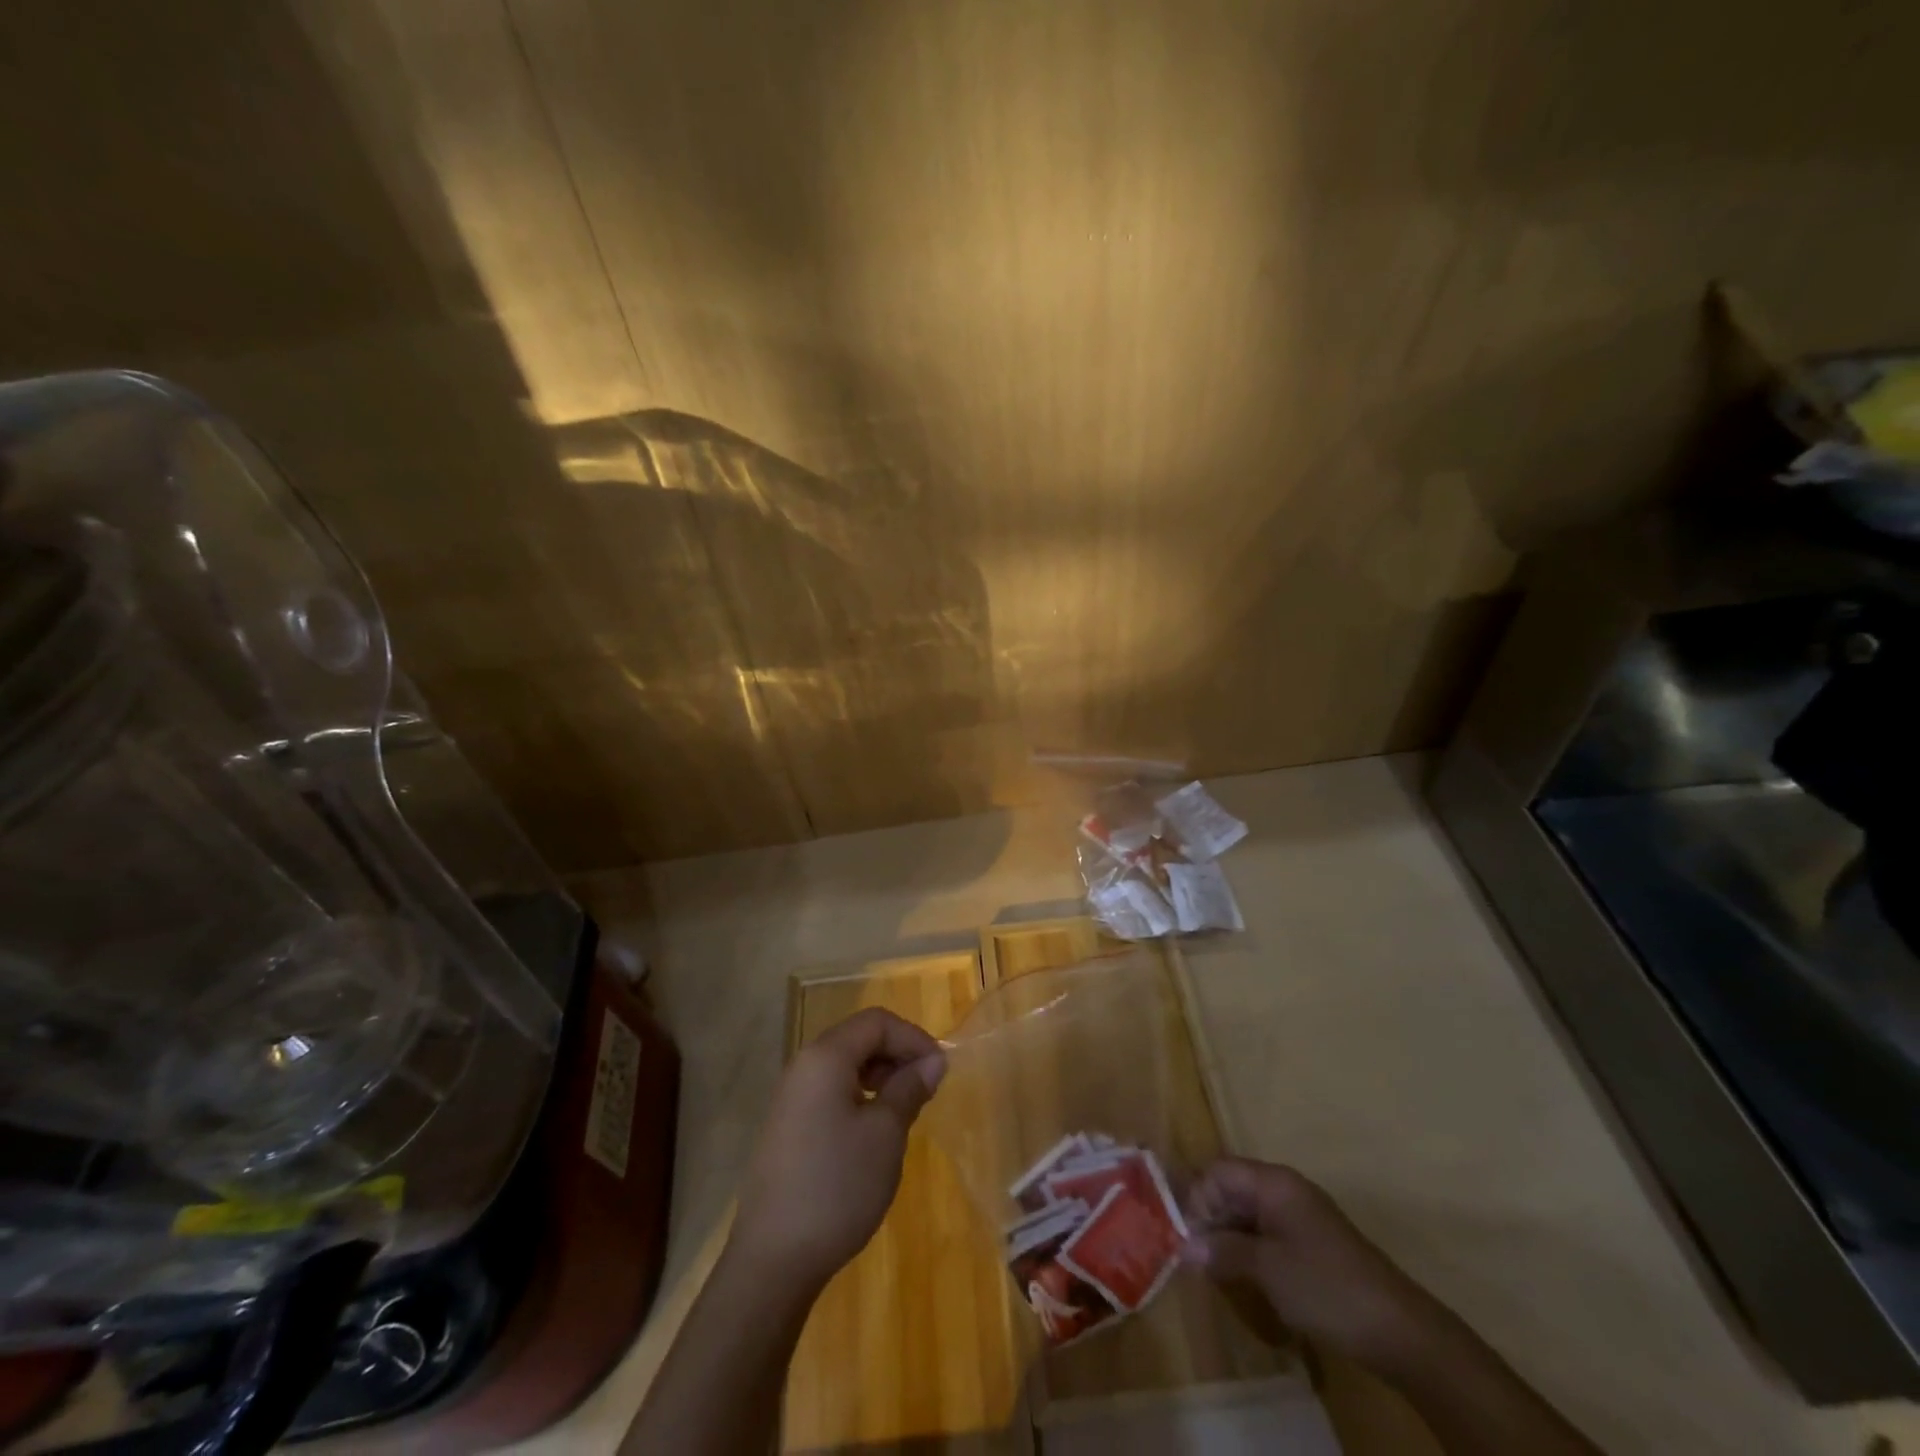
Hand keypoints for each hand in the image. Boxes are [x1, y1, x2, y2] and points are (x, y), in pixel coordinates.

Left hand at [731, 1008, 945, 1291]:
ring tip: (904, 1111)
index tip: (940, 1070)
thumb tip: (933, 1061)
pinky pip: (830, 1092)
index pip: (876, 1022)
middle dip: (897, 1055)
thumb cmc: (837, 1186)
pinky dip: (859, 1097)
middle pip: (858, 1039)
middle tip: (926, 1090)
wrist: (773, 1260)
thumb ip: (909, 1089)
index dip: (913, 1037)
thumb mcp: (885, 1134)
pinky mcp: (787, 1127)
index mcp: (825, 1058)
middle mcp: (802, 1067)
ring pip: (844, 1066)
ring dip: (880, 1077)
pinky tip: (874, 1132)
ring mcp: (790, 1098)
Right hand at [1184, 1158, 1437, 1370]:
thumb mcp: (1267, 1269)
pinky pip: (1266, 1231)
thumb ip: (1223, 1251)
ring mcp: (1300, 1215)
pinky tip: (1242, 1275)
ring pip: (1247, 1212)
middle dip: (1208, 1217)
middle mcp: (1284, 1188)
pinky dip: (1248, 1247)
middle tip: (1192, 1254)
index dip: (1197, 1198)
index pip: (1219, 1171)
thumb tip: (1185, 1247)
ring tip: (1212, 1268)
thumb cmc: (1326, 1287)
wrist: (1399, 1330)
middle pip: (1231, 1188)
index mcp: (1273, 1182)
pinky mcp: (1310, 1243)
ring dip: (1226, 1235)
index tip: (1185, 1237)